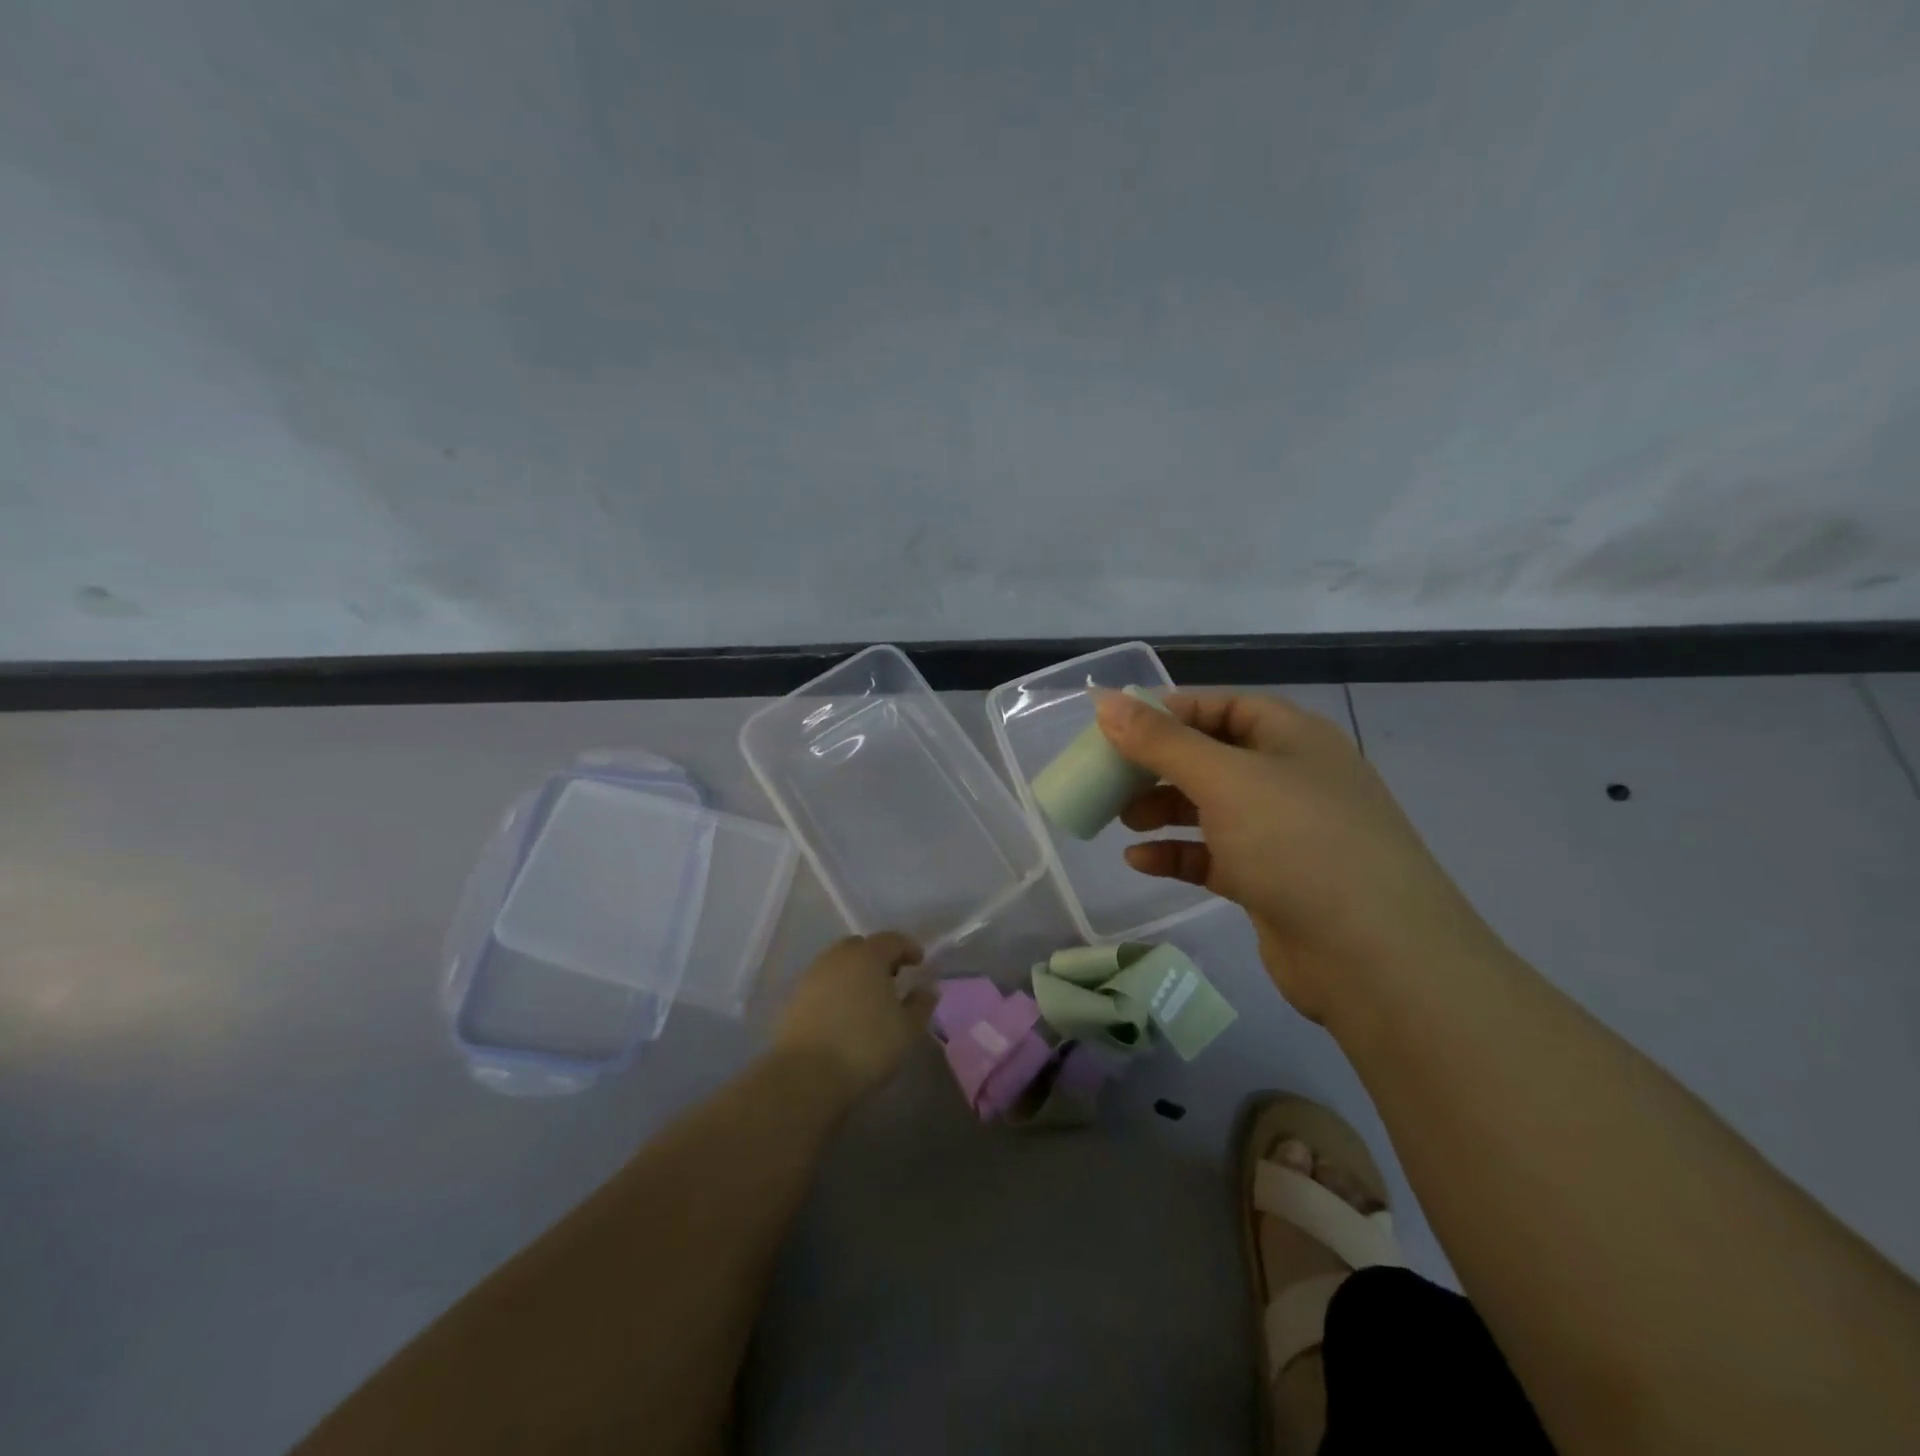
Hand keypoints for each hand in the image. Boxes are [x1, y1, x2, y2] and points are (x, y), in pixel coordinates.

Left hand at [772, 933, 932, 1101]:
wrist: (806, 1076)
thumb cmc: (865, 1047)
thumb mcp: (907, 1030)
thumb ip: (921, 1004)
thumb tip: (927, 989)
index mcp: (868, 956)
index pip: (891, 939)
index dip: (908, 948)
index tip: (919, 962)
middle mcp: (837, 958)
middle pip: (861, 947)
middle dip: (879, 958)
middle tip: (892, 979)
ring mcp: (812, 976)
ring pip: (839, 965)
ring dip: (855, 974)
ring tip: (868, 999)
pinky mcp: (794, 999)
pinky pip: (822, 984)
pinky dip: (836, 991)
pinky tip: (843, 1014)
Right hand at [1095, 689, 1504, 1022]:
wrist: (1375, 957)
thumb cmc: (1298, 843)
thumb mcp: (1224, 780)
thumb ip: (1161, 741)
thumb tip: (1104, 701)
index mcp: (1293, 737)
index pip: (1222, 706)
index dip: (1168, 711)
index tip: (1116, 726)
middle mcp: (1291, 778)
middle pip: (1212, 757)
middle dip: (1159, 766)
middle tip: (1111, 777)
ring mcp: (1284, 833)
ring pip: (1211, 808)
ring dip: (1164, 810)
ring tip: (1122, 820)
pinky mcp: (1272, 880)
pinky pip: (1215, 855)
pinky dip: (1178, 854)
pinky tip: (1140, 862)